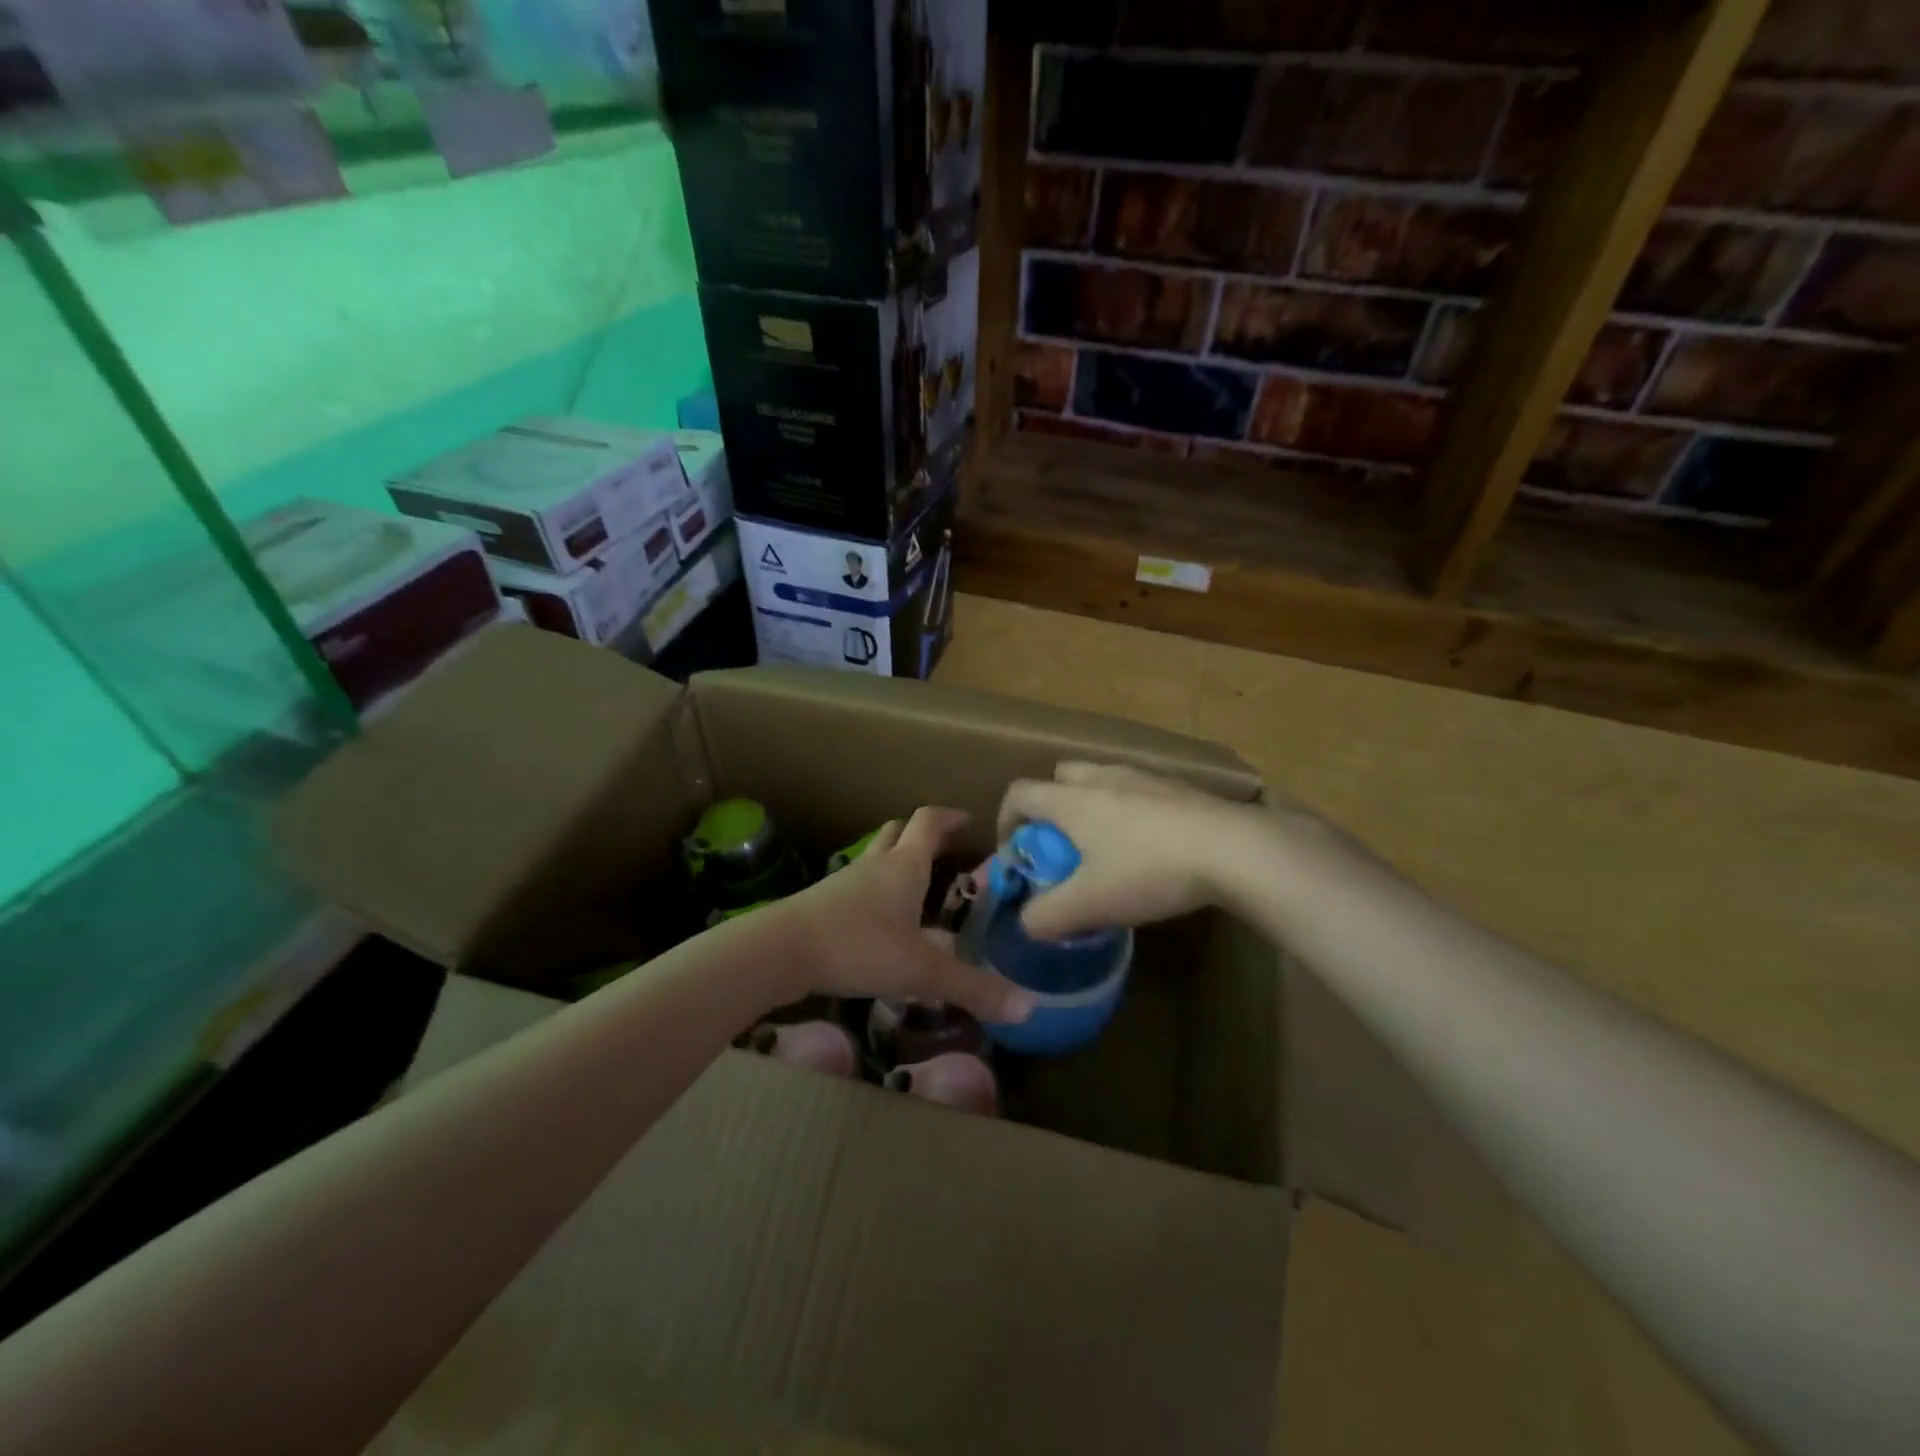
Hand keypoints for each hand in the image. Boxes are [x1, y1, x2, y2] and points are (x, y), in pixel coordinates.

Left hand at [774, 807, 1034, 1024]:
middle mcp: (875, 865)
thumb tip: (1028, 1007)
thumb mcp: (921, 972)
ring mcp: (844, 882)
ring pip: (874, 858)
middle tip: (943, 849)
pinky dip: (873, 892)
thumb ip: (972, 989)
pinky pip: (856, 886)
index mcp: (904, 867)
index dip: (949, 817)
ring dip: (894, 862)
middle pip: (897, 833)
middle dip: (920, 835)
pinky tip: (879, 921)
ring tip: (915, 886)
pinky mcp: (822, 904)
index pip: (928, 823)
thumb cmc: (858, 947)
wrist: (780, 951)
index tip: (968, 820)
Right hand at [996, 761, 1277, 938]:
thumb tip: (1026, 922)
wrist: (1233, 849)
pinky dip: (1129, 812)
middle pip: (1059, 778)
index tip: (1017, 854)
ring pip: (1101, 782)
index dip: (1006, 821)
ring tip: (1107, 851)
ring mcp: (1143, 777)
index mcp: (1071, 799)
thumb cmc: (1148, 870)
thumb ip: (1046, 916)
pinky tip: (1151, 849)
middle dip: (1051, 809)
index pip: (1019, 793)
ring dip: (1092, 809)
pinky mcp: (1178, 787)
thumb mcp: (1088, 904)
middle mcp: (1101, 777)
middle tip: (1062, 849)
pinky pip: (1137, 791)